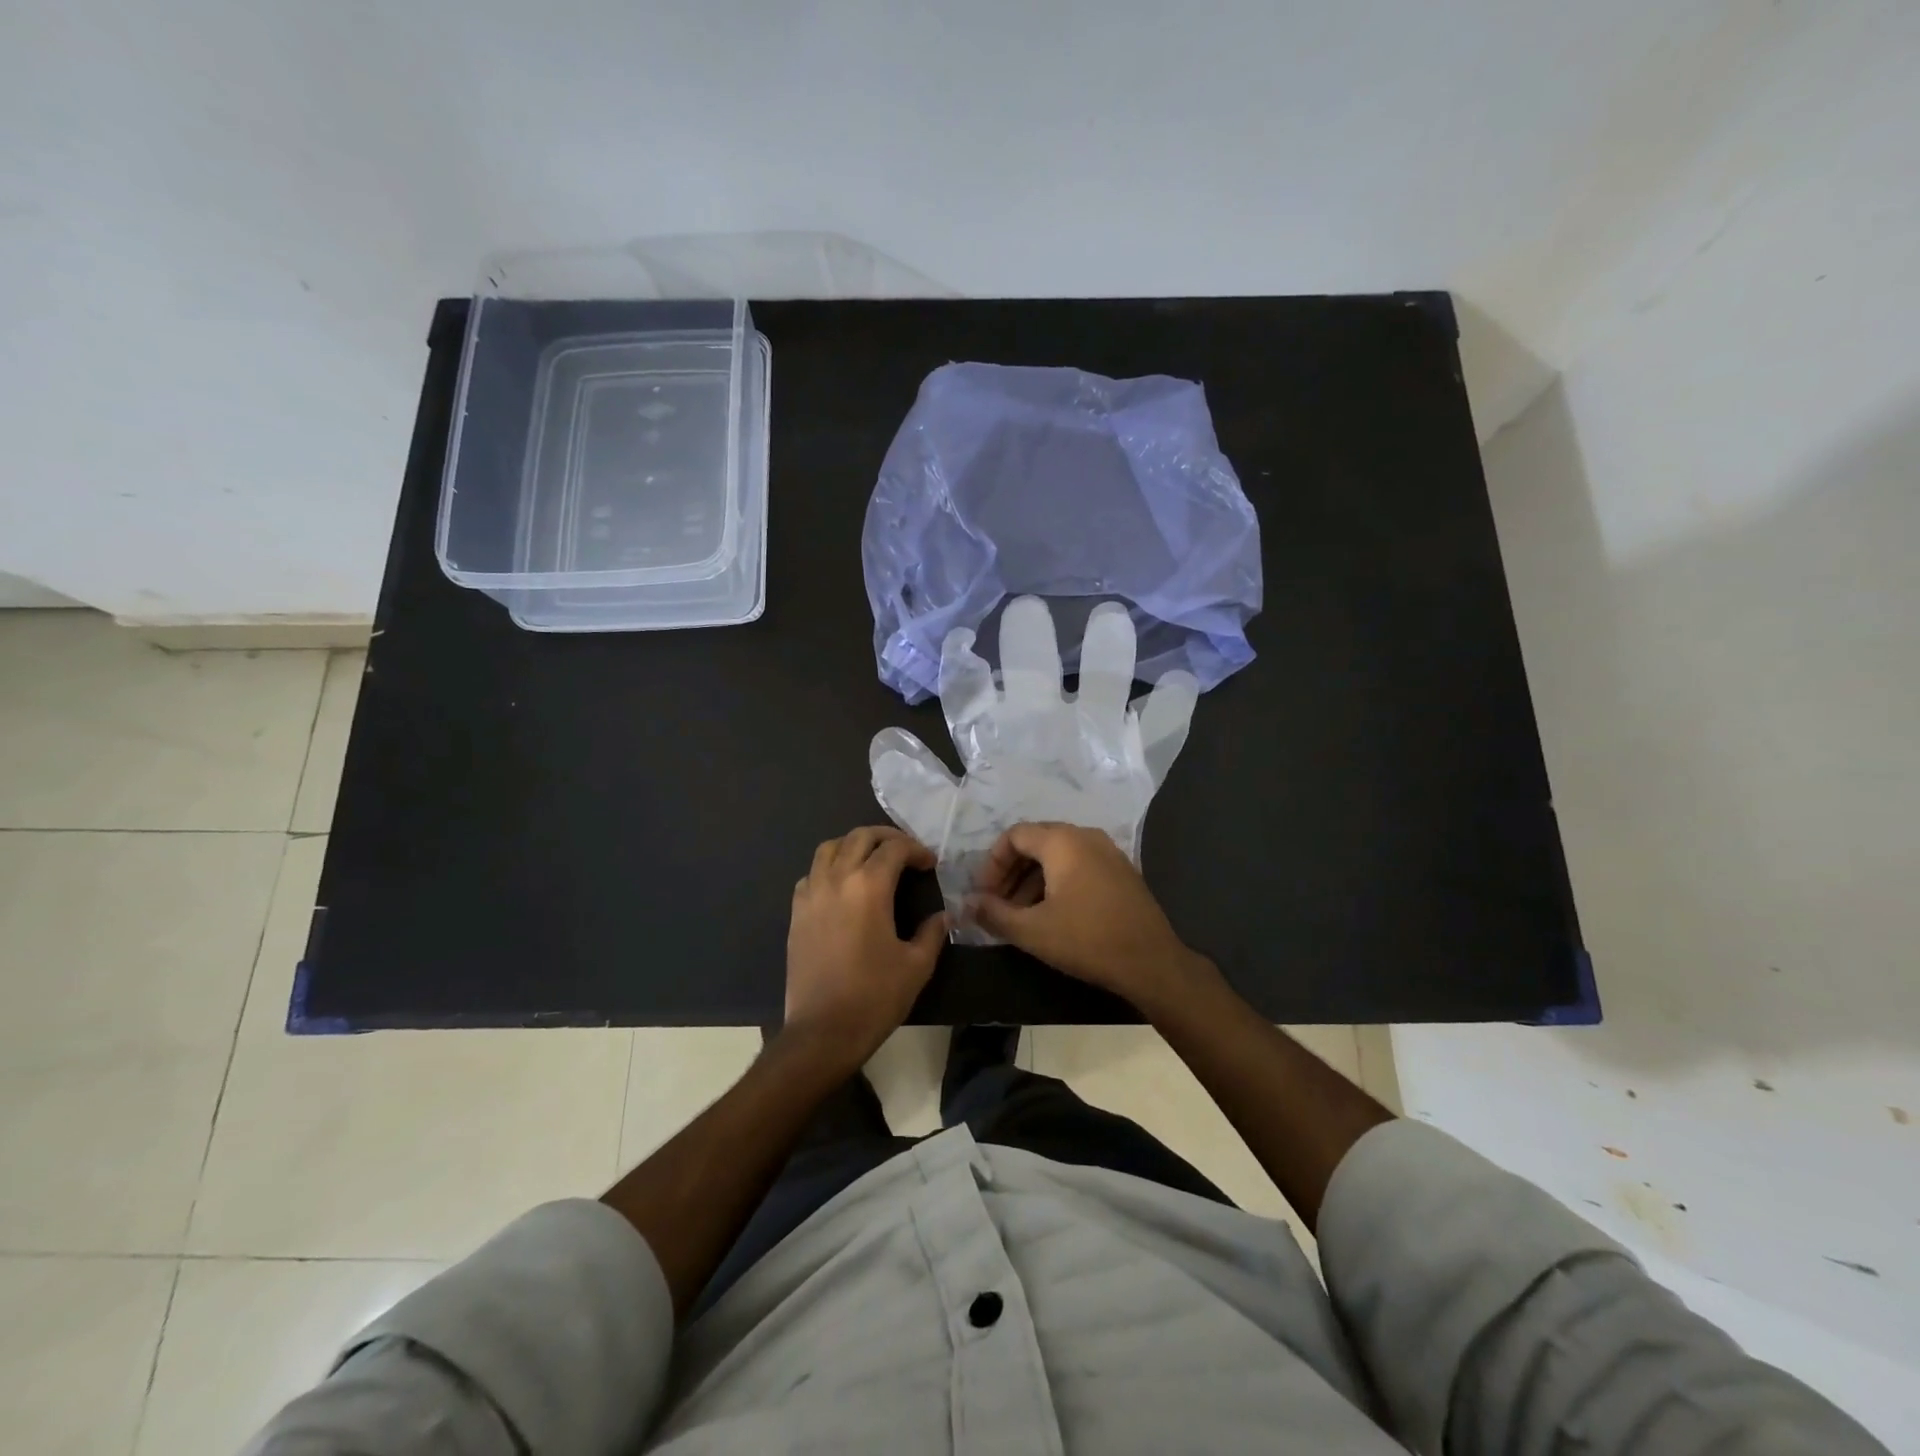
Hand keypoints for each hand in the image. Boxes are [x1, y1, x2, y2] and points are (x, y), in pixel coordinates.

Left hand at [784, 827, 947, 1067]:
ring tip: (872, 861)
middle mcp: (837, 879)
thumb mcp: (916, 966)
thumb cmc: (874, 997)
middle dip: (886, 838)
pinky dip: (829, 868)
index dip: (917, 850)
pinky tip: (842, 887)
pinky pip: (811, 874)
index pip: (895, 848)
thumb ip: (932, 932)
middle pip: (860, 837)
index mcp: (869, 887)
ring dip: (854, 845)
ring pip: (829, 848)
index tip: (930, 864)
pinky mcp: (796, 912)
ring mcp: (811, 894)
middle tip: (905, 853)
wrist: (822, 1032)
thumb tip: (944, 916)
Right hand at [969, 822, 1215, 1011]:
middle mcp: (1086, 836)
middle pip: (1036, 842)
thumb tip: (966, 904)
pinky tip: (1051, 914)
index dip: (992, 863)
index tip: (983, 894)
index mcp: (1062, 841)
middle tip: (997, 903)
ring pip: (1058, 855)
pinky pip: (1078, 865)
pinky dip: (1057, 882)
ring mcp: (1108, 852)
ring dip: (1032, 879)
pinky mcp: (1121, 871)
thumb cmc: (1087, 940)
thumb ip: (994, 913)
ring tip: (1020, 914)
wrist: (1152, 962)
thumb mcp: (1032, 931)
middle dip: (1011, 872)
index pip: (1014, 835)